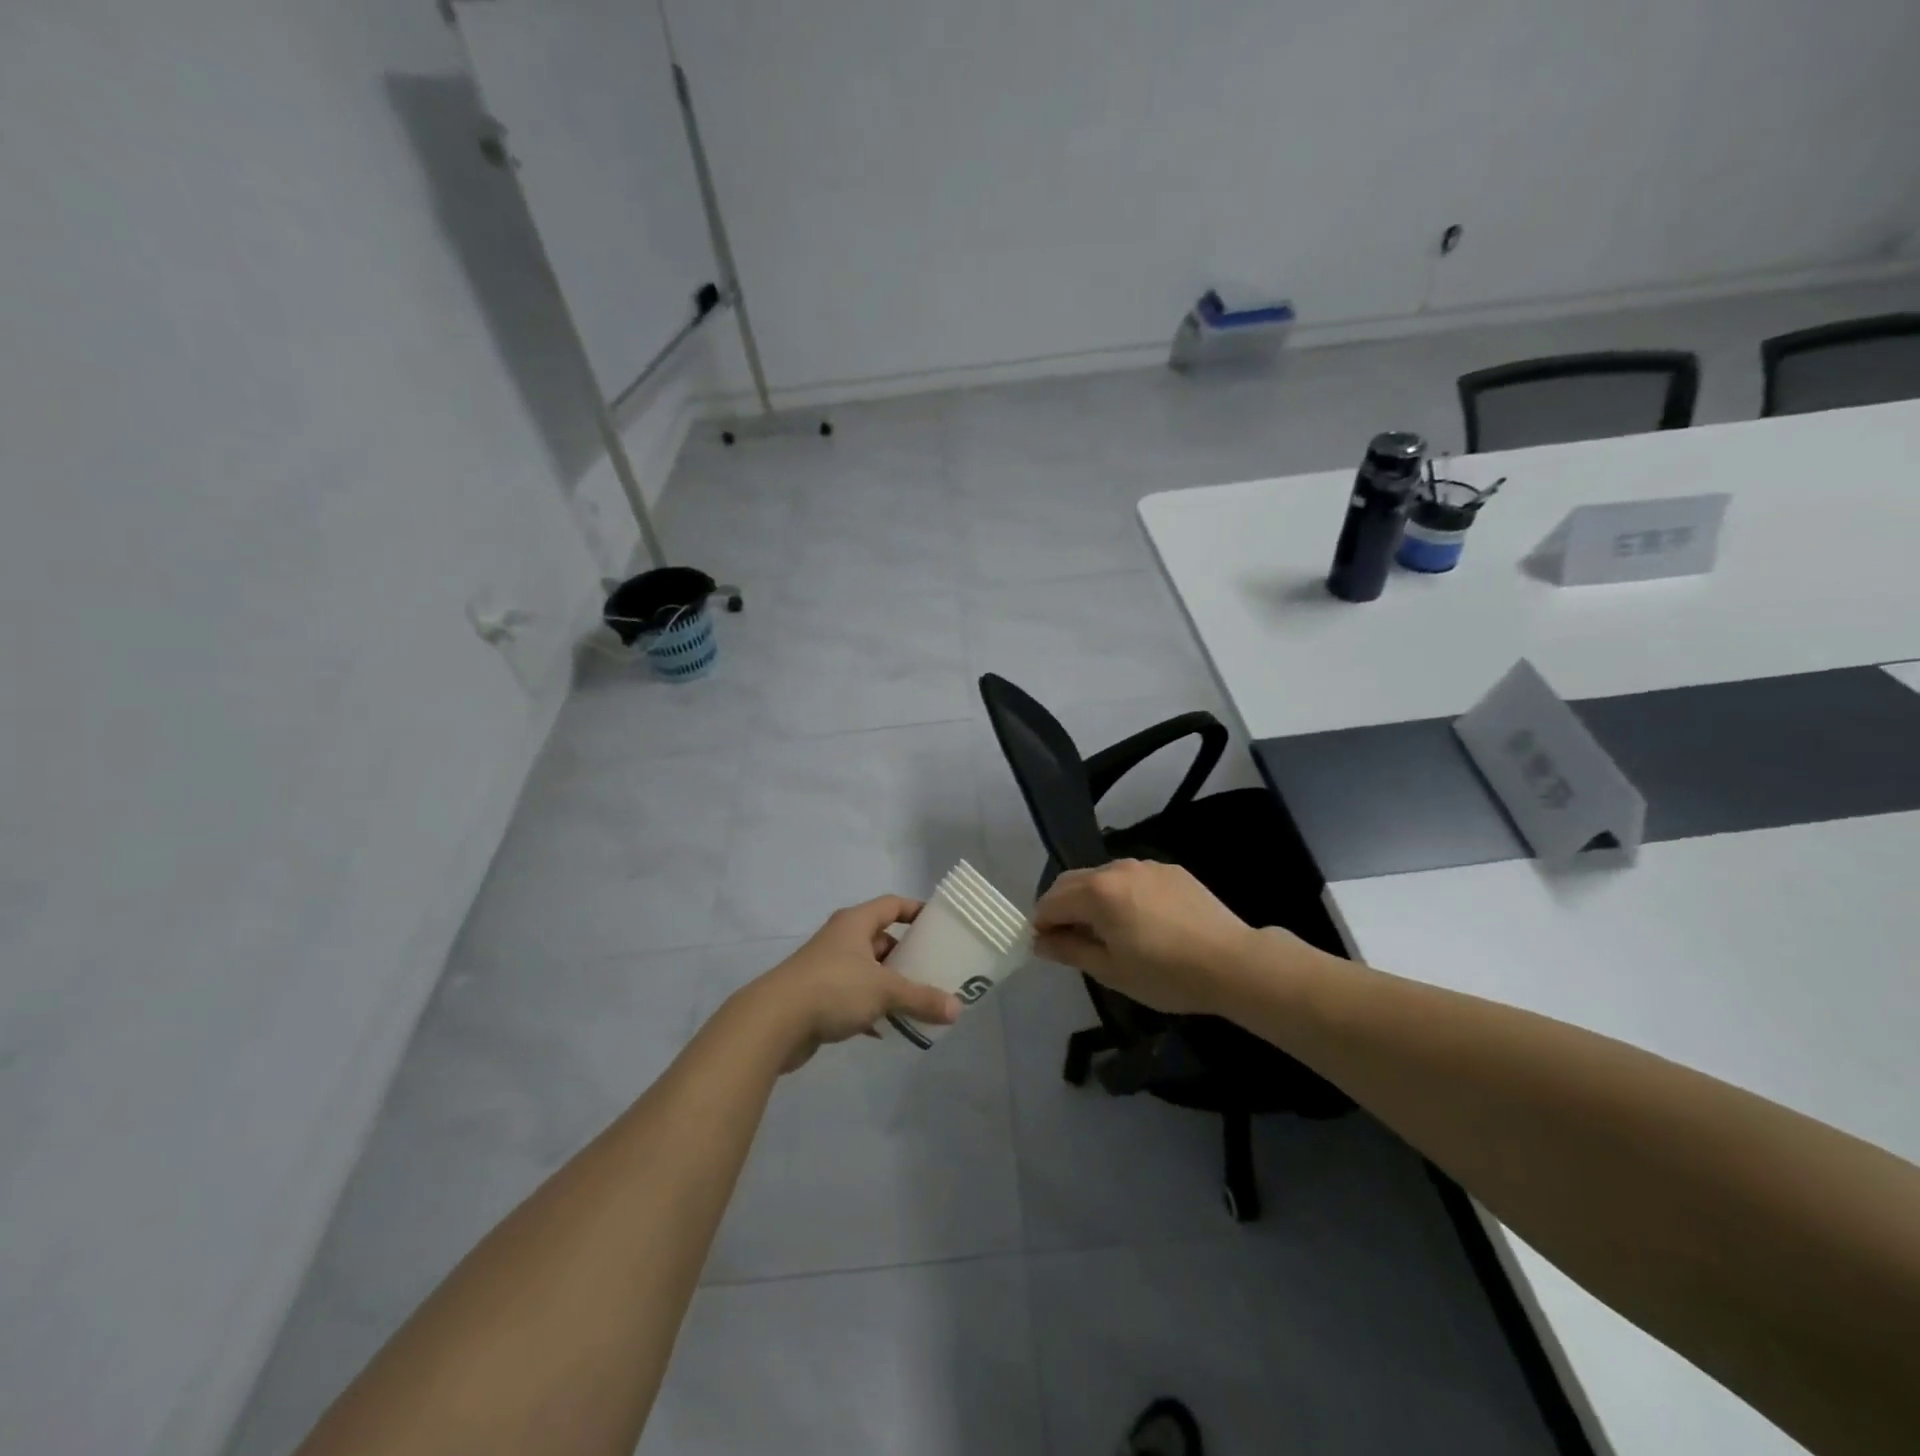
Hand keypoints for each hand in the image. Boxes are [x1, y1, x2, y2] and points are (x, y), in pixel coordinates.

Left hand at [743, 896, 962, 1071]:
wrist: (773, 1022)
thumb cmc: (833, 989)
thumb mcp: (884, 991)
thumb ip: (921, 998)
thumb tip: (958, 1009)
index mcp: (855, 923)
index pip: (892, 905)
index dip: (916, 910)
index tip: (940, 924)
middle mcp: (841, 939)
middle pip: (882, 939)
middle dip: (907, 955)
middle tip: (935, 970)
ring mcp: (827, 968)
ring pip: (868, 971)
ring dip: (890, 986)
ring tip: (918, 1002)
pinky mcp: (818, 997)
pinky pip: (854, 998)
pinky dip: (871, 1010)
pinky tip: (887, 1029)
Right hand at [1033, 860, 1296, 1015]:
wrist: (1234, 963)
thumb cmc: (1166, 974)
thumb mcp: (1111, 970)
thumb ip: (1070, 950)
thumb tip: (1040, 941)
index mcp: (1097, 891)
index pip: (1050, 901)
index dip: (1041, 924)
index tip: (1047, 948)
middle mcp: (1116, 868)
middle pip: (1072, 882)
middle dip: (1062, 907)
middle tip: (1070, 941)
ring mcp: (1146, 866)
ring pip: (1103, 877)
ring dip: (1092, 899)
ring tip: (1106, 931)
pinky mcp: (1171, 870)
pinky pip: (1132, 878)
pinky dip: (1121, 894)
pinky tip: (1140, 921)